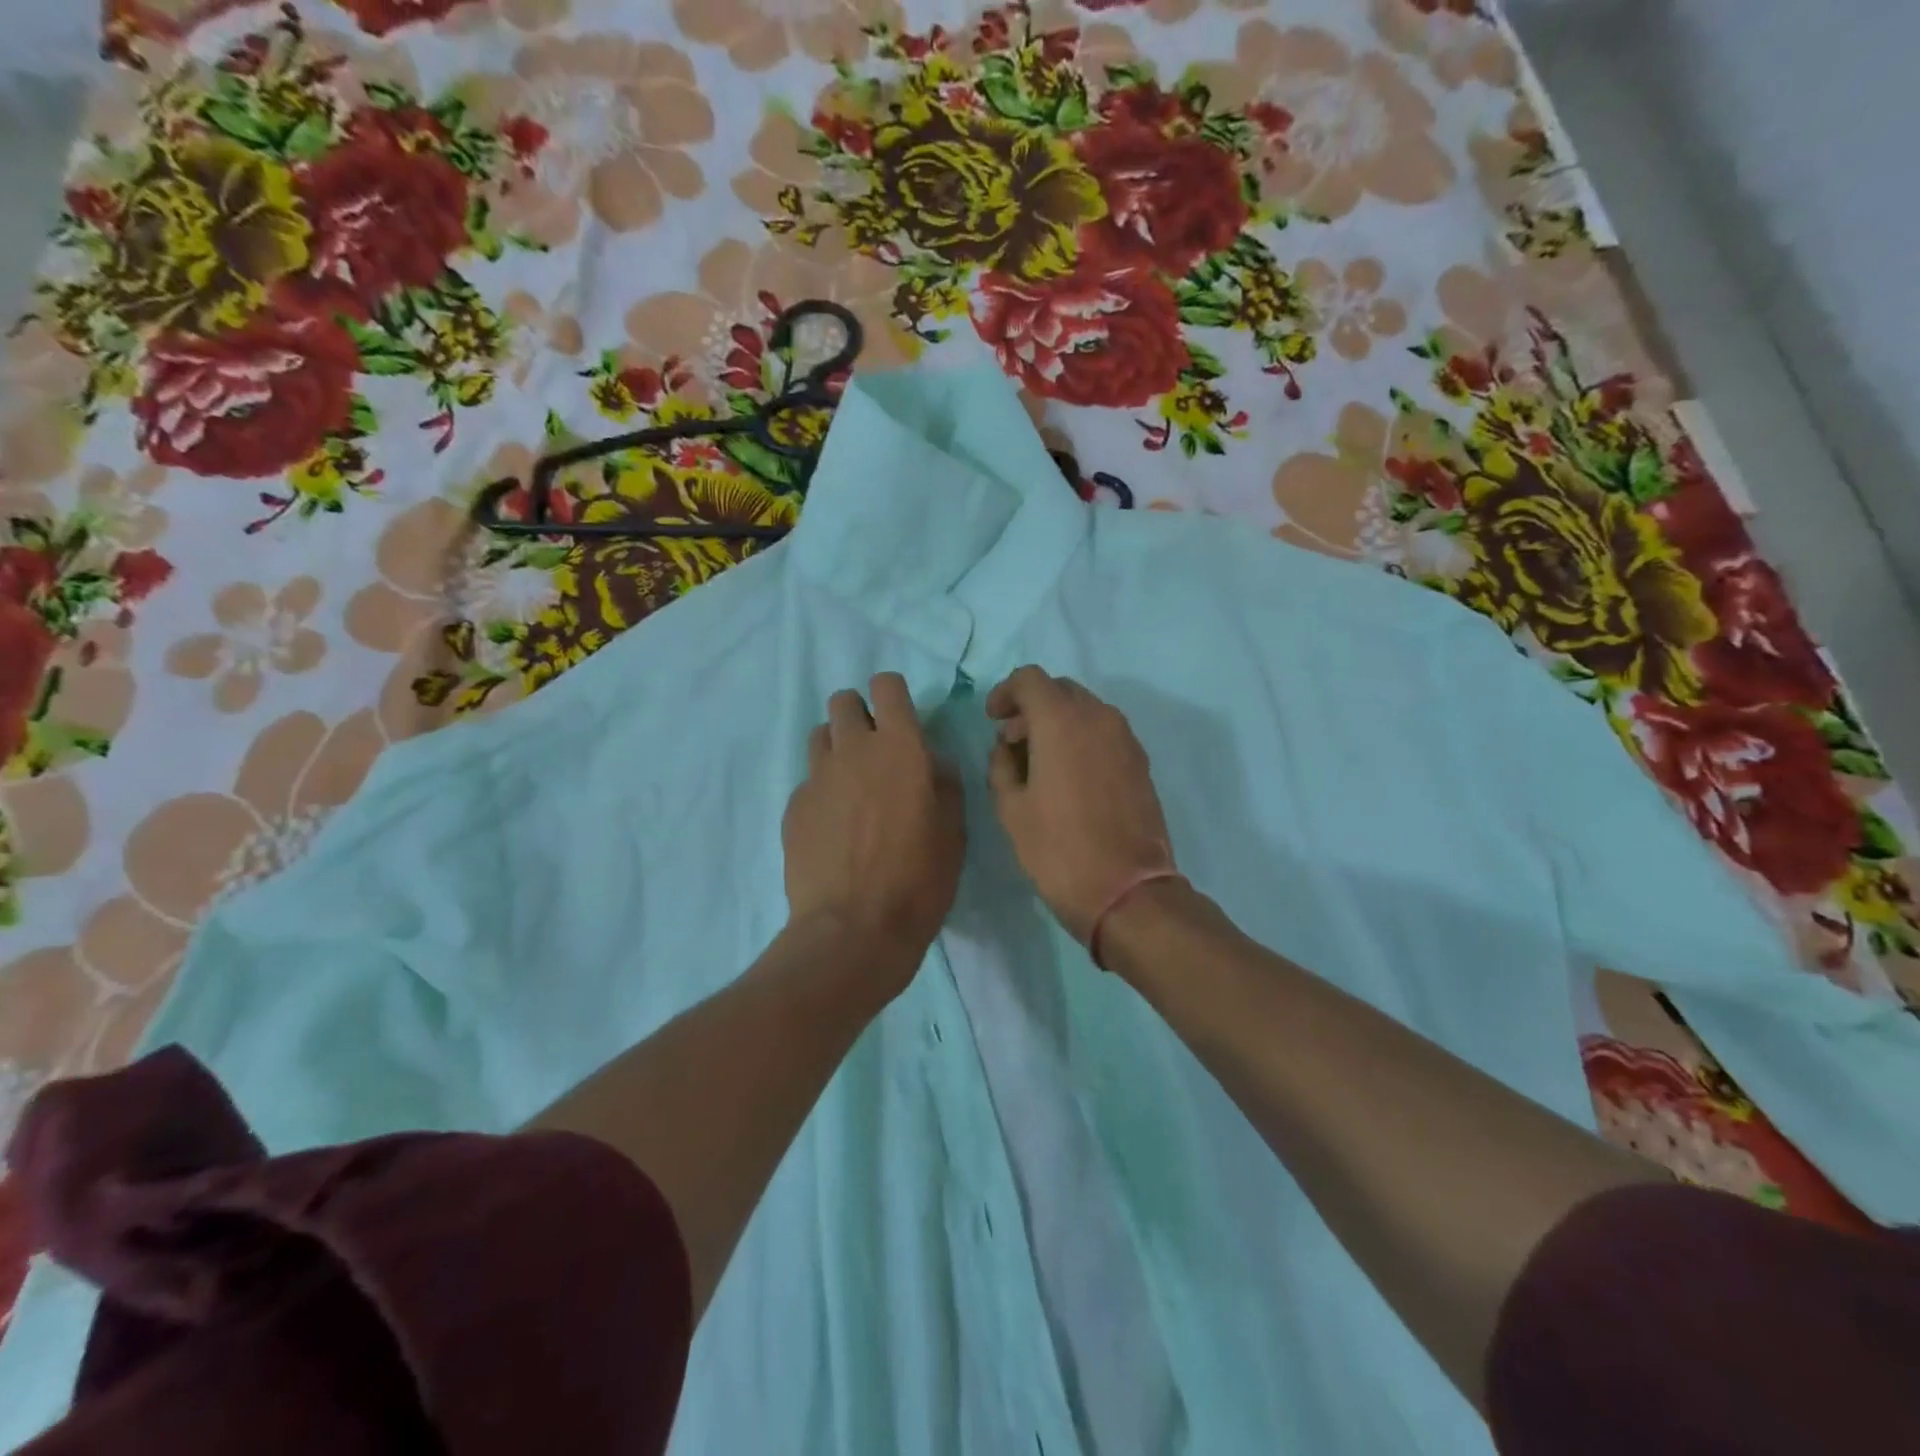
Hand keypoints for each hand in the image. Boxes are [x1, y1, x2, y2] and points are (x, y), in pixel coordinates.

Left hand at [783, 673, 964, 992]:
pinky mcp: (794, 806)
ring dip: (837, 746)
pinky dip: (822, 789)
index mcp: (900, 748)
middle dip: (859, 714)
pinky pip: (808, 780)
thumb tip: (932, 763)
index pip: (886, 686)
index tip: (901, 718)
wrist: (854, 930)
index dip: (893, 695)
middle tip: (875, 750)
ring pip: (820, 735)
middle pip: (843, 701)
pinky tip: (834, 826)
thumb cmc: (919, 881)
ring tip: (852, 784)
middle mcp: (853, 750)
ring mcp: (817, 777)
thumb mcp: (954, 832)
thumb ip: (944, 784)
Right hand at [985, 666, 1176, 944]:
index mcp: (1062, 720)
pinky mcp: (1140, 762)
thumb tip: (1009, 747)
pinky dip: (1081, 739)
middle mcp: (1099, 717)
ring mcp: (1126, 739)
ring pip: (1085, 710)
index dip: (1005, 692)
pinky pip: (1104, 733)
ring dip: (1058, 722)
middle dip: (1032, 706)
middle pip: (1060, 690)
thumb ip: (1002, 765)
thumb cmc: (1058, 849)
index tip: (992, 718)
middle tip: (1012, 740)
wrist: (1127, 891)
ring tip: (1038, 760)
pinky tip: (1068, 775)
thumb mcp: (1011, 808)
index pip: (1030, 679)